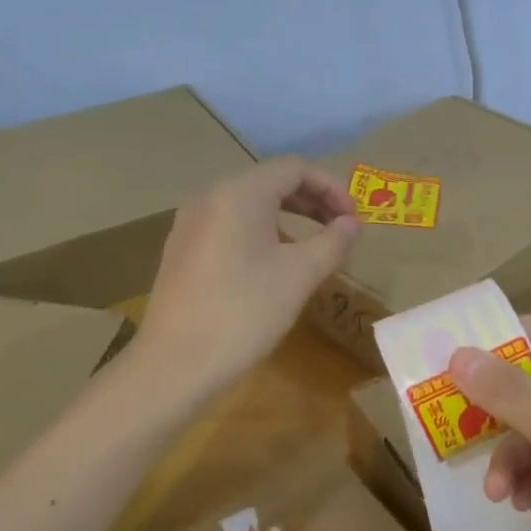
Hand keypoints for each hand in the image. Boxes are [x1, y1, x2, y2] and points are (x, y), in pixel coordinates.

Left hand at [137, 157, 359, 402]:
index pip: (294, 168)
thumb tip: (352, 223)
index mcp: (240, 192)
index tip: (354, 219)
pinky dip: (259, 235)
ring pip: (248, 207)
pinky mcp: (181, 250)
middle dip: (311, 203)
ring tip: (311, 252)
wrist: (177, 362)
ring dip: (287, 221)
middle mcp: (210, 196)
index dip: (331, 188)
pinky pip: (229, 227)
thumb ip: (333, 241)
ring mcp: (190, 223)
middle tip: (340, 231)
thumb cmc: (246, 311)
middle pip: (269, 183)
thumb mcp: (300, 275)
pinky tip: (272, 269)